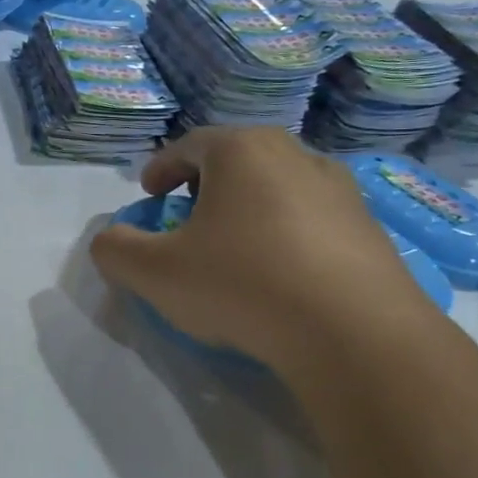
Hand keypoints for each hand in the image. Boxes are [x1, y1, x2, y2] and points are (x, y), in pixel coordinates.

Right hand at [89, 128, 433, 368]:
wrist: (354, 332)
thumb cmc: (243, 285)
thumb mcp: (156, 273)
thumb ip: (116, 251)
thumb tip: (109, 241)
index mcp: (241, 150)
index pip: (189, 145)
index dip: (161, 168)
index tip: (149, 194)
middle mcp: (295, 154)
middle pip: (236, 159)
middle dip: (204, 184)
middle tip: (187, 216)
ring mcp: (339, 188)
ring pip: (277, 185)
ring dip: (248, 206)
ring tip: (234, 245)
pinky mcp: (368, 226)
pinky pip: (311, 217)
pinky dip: (285, 232)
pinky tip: (280, 272)